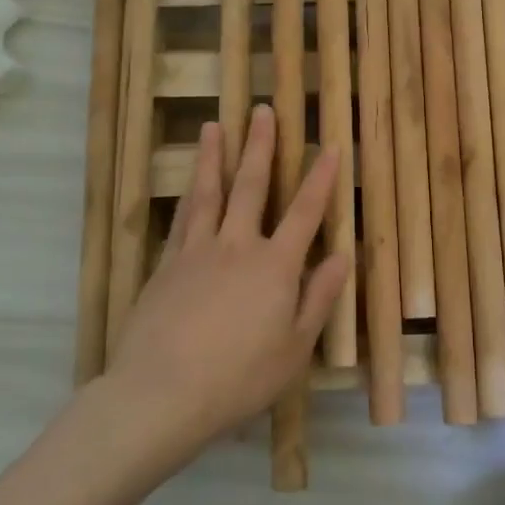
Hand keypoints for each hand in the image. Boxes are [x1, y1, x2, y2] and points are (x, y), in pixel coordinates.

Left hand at [105, 104, 348, 455]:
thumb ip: (320, 298)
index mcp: (275, 266)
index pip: (305, 212)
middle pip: (252, 187)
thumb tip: (343, 256)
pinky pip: (181, 219)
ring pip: (209, 193)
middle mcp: (237, 246)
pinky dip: (188, 195)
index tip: (329, 145)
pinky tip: (189, 183)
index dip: (321, 178)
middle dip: (261, 146)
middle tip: (262, 111)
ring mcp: (197, 252)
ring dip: (215, 157)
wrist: (161, 393)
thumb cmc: (239, 377)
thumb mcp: (295, 348)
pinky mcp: (166, 266)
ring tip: (215, 126)